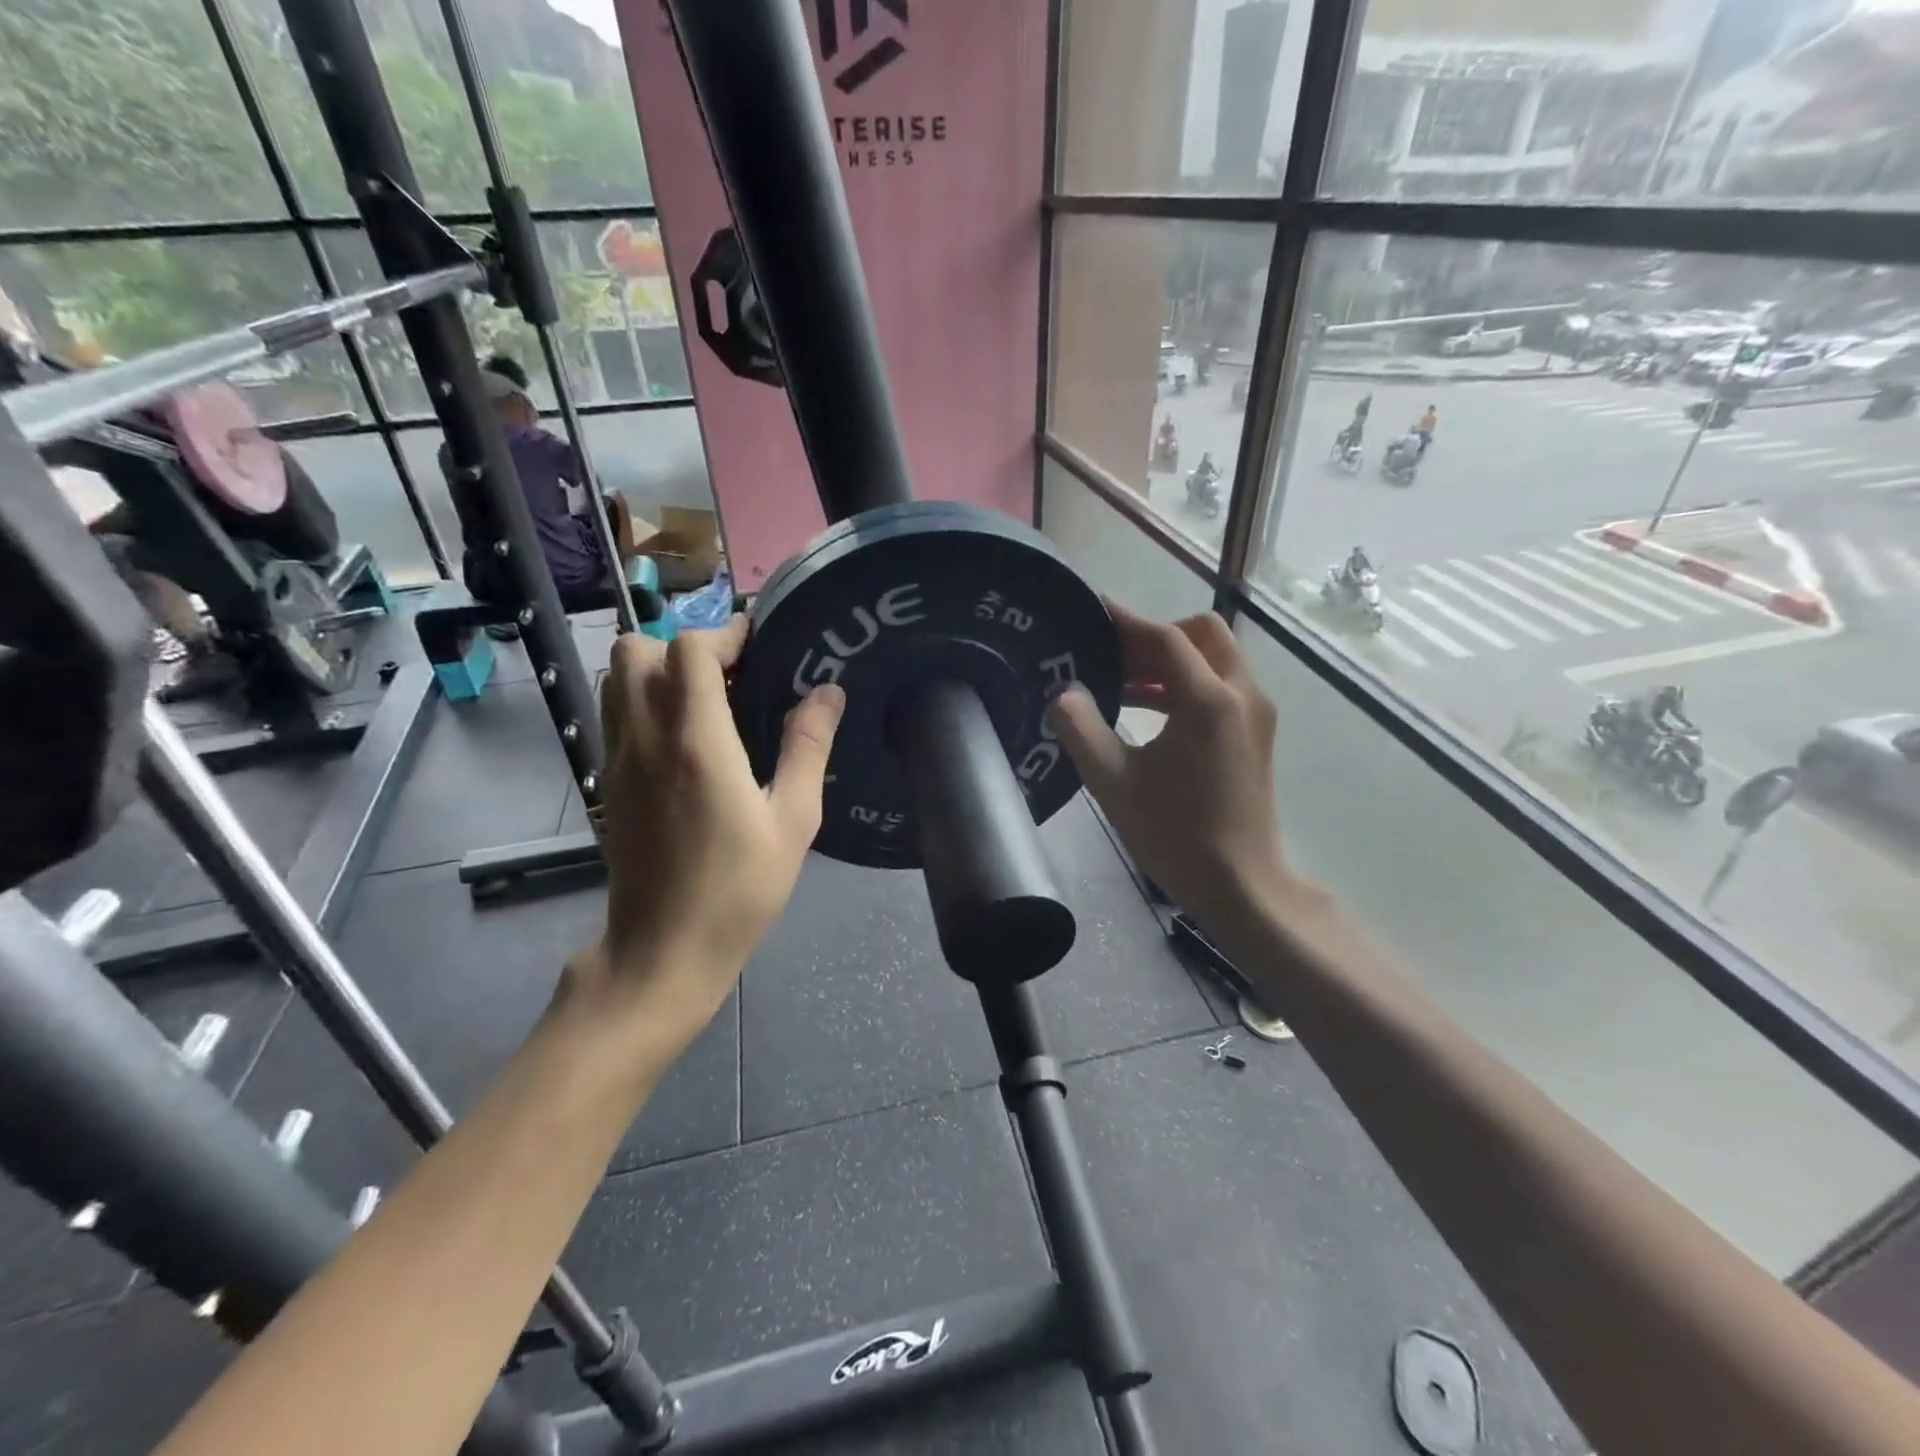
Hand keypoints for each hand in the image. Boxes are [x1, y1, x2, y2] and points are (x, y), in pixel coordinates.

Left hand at [585, 617, 844, 1036]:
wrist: (662, 952)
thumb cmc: (738, 890)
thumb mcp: (793, 822)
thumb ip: (808, 749)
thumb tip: (828, 692)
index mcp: (697, 743)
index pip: (691, 650)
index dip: (726, 633)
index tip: (760, 643)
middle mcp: (646, 738)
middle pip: (637, 648)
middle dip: (685, 645)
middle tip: (732, 675)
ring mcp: (617, 759)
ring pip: (617, 676)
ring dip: (659, 669)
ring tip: (709, 699)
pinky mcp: (607, 781)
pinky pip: (616, 713)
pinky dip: (645, 699)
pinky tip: (686, 738)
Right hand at [1046, 605, 1290, 934]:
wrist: (1241, 884)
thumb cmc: (1175, 834)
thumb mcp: (1114, 782)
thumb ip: (1081, 729)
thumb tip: (1063, 693)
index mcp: (1209, 700)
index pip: (1166, 639)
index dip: (1126, 622)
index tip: (1092, 612)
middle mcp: (1242, 695)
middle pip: (1202, 635)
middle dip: (1156, 637)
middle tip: (1112, 656)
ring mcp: (1255, 715)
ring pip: (1215, 660)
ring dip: (1170, 663)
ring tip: (1121, 685)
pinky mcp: (1255, 735)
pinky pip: (1221, 688)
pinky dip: (1186, 686)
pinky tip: (1149, 712)